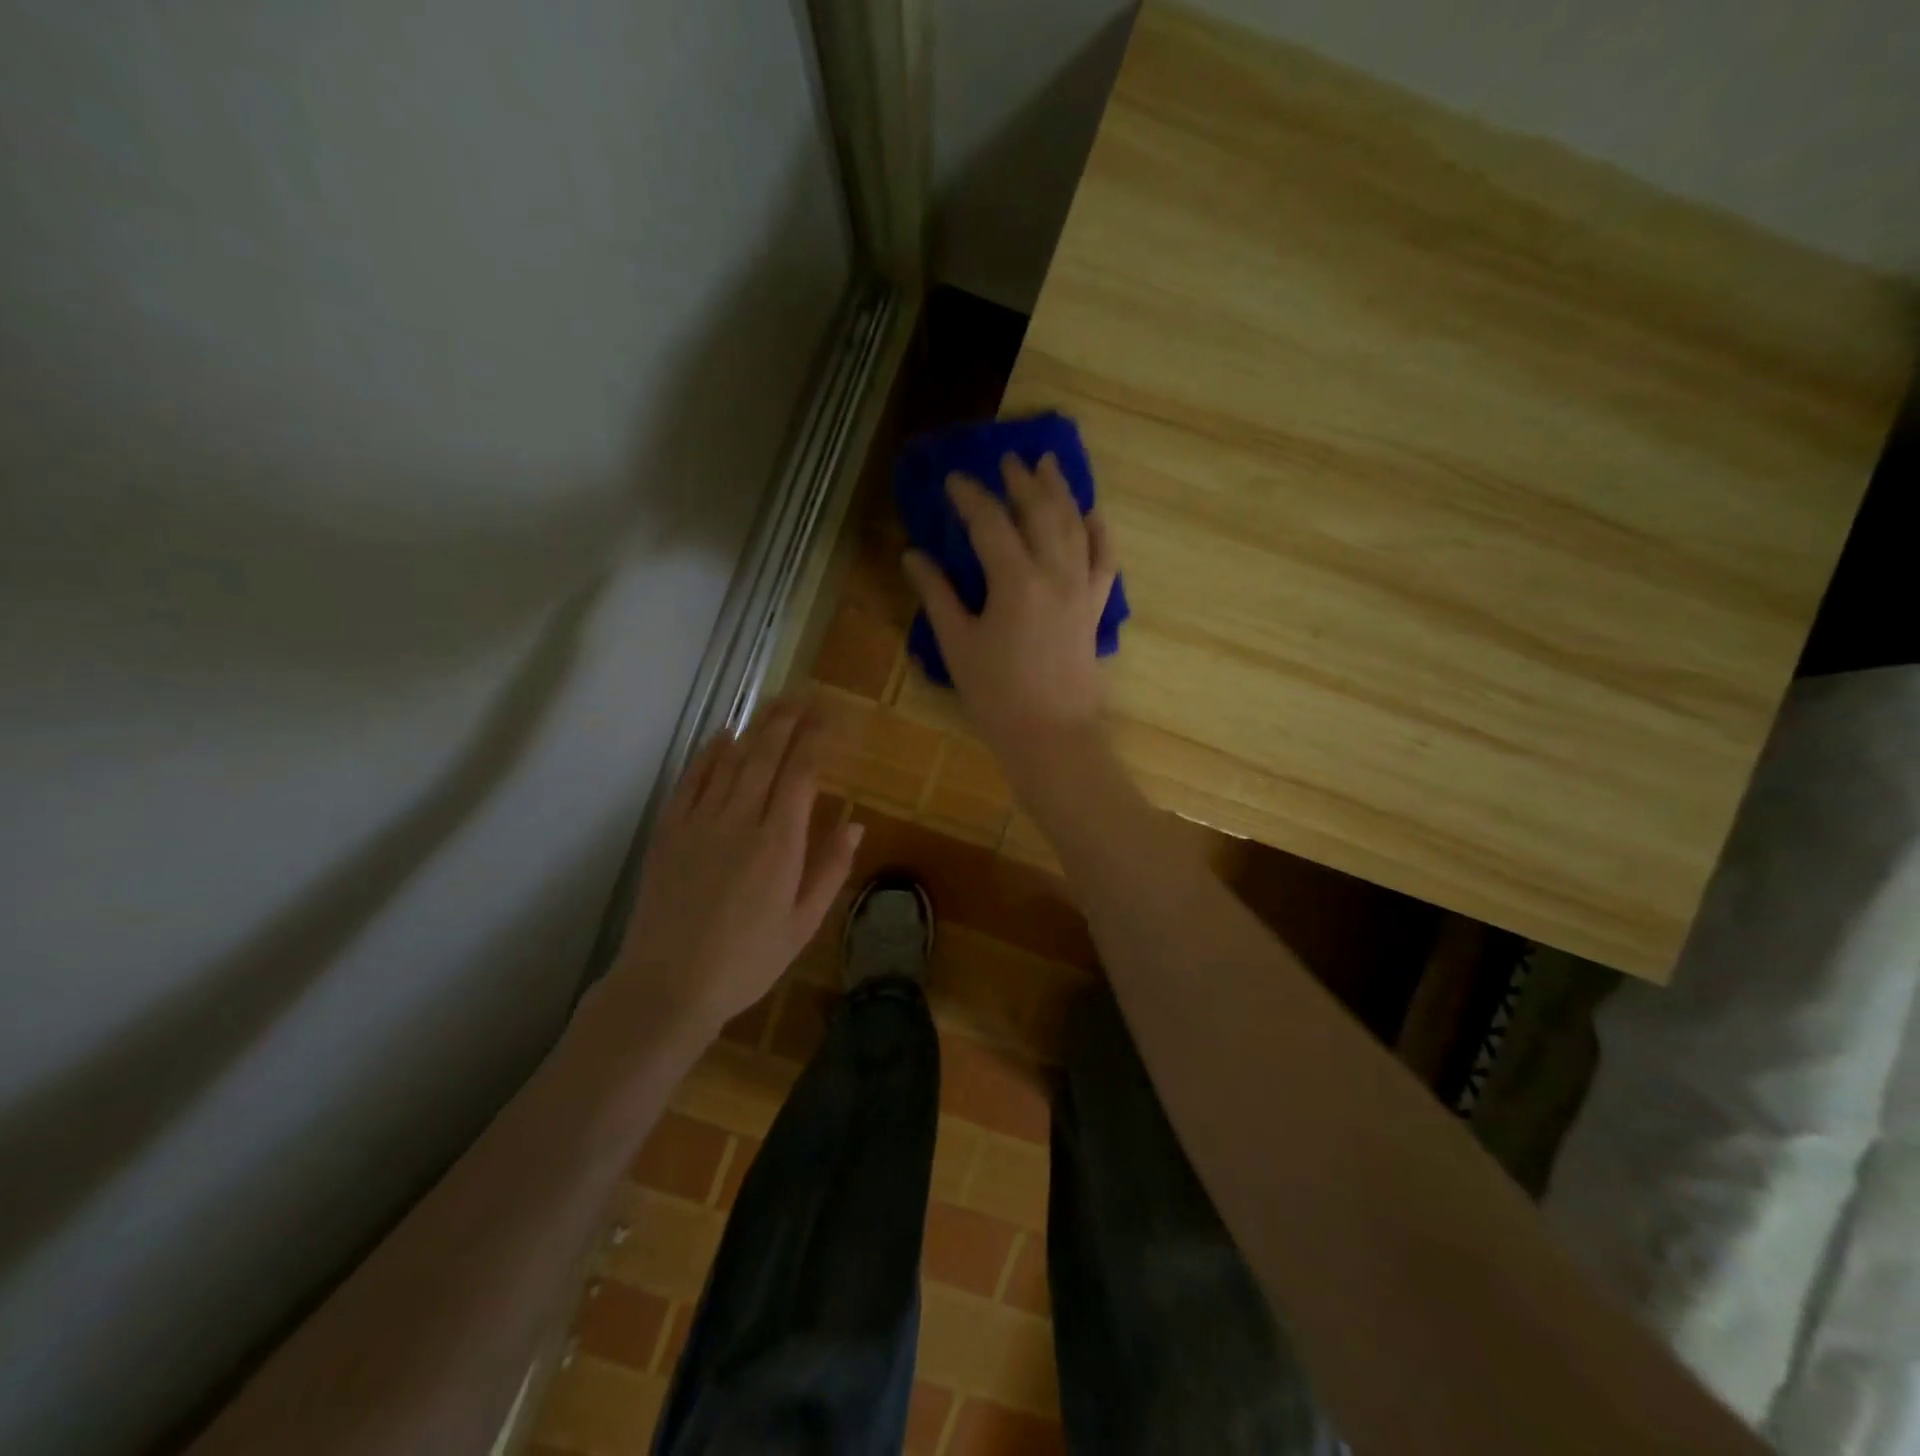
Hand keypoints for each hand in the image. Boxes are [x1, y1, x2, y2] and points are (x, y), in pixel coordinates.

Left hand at [613, 702, 861, 1039]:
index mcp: (779, 843)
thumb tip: (854, 823)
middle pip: (765, 755)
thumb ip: (830, 869)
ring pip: (730, 760)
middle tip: (805, 696)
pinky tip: (722, 736)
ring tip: (773, 704)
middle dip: (788, 720)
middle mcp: (740, 820)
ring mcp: (699, 822)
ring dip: (754, 727)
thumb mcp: (803, 924)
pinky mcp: (669, 831)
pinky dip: (708, 754)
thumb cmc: (747, 961)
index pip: (801, 774)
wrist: (668, 986)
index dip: (816, 739)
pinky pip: (691, 780)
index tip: (830, 717)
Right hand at [903, 453, 1116, 771]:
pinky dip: (1099, 531)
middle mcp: (1054, 572)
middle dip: (1020, 481)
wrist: (1053, 736)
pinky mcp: (1096, 607)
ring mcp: (1081, 588)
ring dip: (1060, 491)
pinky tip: (1093, 513)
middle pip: (1040, 511)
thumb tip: (913, 555)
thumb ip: (937, 595)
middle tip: (1006, 459)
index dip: (969, 496)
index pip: (989, 522)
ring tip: (1048, 465)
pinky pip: (1105, 559)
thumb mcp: (958, 644)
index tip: (953, 478)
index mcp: (1015, 580)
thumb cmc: (997, 695)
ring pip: (1075, 525)